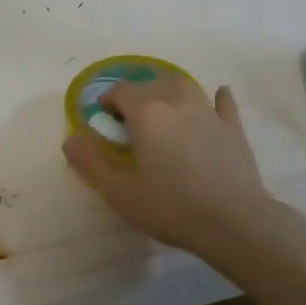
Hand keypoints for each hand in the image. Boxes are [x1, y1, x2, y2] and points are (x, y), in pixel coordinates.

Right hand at [61, 74, 276, 260]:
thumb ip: (91, 163)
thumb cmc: (171, 206)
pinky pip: (223, 103)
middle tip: (130, 119)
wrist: (234, 221)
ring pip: (185, 85)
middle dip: (137, 94)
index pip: (121, 91)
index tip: (104, 120)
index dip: (108, 101)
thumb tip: (71, 139)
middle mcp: (176, 101)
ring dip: (169, 88)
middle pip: (152, 83)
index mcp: (146, 112)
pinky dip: (216, 97)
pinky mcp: (233, 127)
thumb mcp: (120, 192)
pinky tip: (217, 97)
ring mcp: (208, 112)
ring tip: (163, 104)